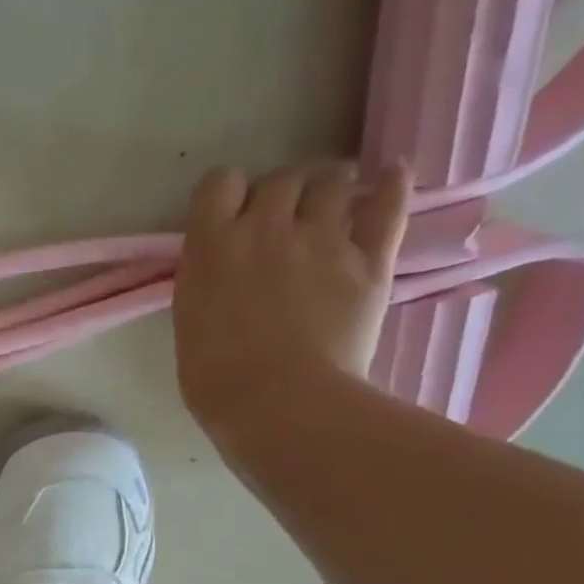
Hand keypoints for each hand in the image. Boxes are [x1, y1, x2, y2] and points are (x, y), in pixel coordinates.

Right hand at [172, 162, 410, 442]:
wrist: (280, 406)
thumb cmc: (216, 381)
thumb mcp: (190, 323)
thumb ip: (207, 283)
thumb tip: (224, 270)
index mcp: (212, 246)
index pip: (219, 183)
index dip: (227, 196)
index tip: (230, 218)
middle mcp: (266, 227)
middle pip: (280, 178)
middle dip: (281, 196)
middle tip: (282, 225)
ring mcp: (322, 238)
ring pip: (333, 180)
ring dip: (328, 191)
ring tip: (330, 213)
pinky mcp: (369, 258)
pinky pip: (389, 203)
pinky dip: (393, 185)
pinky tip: (393, 178)